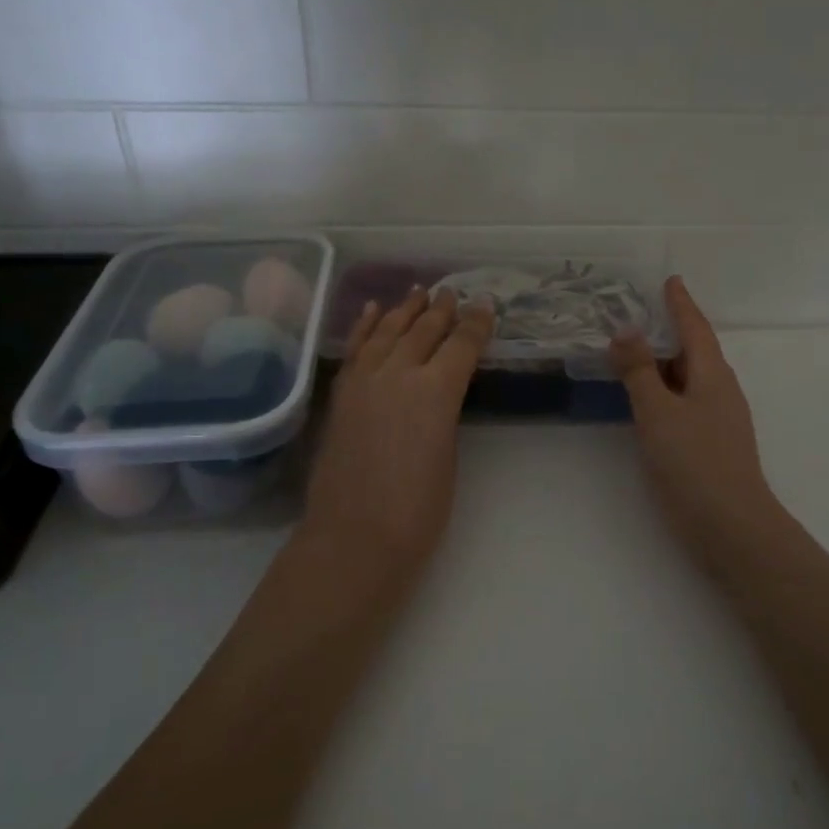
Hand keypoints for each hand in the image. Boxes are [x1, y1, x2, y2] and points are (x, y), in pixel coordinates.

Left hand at [299, 286, 494, 577]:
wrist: (353, 538)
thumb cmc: (417, 511)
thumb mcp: (449, 456)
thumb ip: (443, 414)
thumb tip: (438, 394)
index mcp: (435, 392)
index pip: (461, 345)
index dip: (477, 323)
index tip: (486, 304)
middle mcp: (398, 374)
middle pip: (423, 331)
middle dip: (441, 309)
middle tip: (453, 292)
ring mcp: (364, 381)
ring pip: (387, 331)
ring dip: (405, 310)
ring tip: (418, 291)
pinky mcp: (341, 395)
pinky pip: (356, 349)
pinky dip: (365, 326)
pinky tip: (373, 310)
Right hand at [611, 277, 780, 564]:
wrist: (731, 526)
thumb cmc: (694, 462)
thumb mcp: (658, 411)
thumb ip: (639, 371)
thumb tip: (625, 329)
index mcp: (712, 374)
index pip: (695, 328)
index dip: (680, 304)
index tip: (671, 281)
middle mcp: (720, 390)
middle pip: (693, 350)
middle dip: (669, 331)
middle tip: (638, 315)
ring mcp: (718, 418)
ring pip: (688, 378)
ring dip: (664, 362)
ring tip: (635, 352)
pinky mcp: (711, 443)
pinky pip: (685, 401)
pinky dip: (664, 390)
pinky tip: (647, 400)